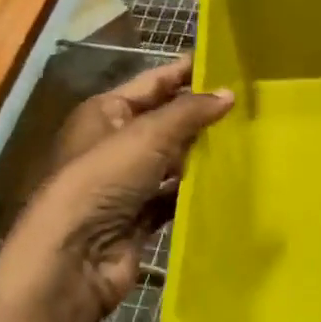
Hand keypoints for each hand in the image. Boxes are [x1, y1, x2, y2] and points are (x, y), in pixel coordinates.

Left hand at [0, 56, 232, 321]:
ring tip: (246, 140)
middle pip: (164, 122)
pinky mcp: (138, 217)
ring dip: (201, 154)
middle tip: (247, 104)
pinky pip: (172, 197)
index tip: (226, 63)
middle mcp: (113, 144)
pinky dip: (194, 191)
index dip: (185, 72)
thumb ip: (189, 112)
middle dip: (200, 115)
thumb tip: (228, 93)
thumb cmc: (103, 180)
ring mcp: (125, 183)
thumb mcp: (148, 135)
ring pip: (171, 161)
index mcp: (104, 112)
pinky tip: (227, 182)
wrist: (72, 258)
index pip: (152, 83)